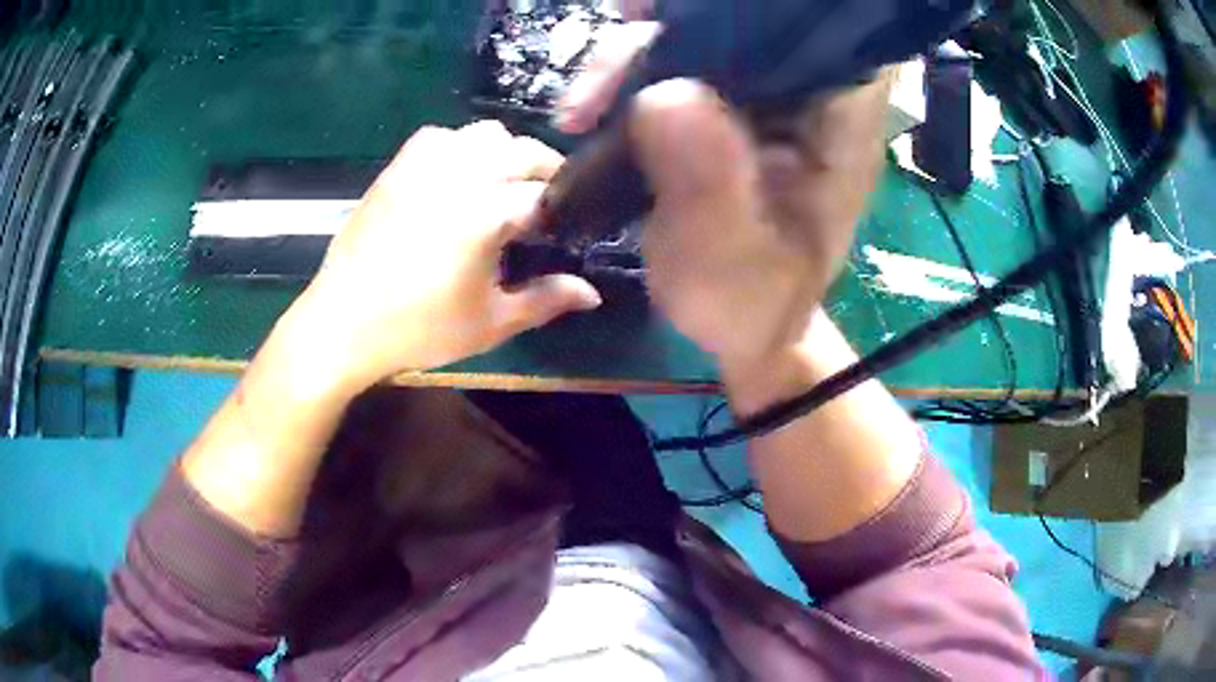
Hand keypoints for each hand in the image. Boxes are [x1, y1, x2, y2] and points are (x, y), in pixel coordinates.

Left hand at [279, 121, 601, 396]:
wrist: (343, 323)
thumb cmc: (419, 329)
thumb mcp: (491, 322)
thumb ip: (546, 301)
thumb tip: (591, 293)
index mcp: (486, 213)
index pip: (548, 196)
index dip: (566, 212)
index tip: (568, 232)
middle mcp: (460, 174)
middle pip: (524, 151)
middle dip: (546, 173)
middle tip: (544, 207)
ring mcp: (425, 164)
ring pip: (485, 133)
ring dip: (506, 153)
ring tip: (503, 186)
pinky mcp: (399, 167)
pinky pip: (441, 136)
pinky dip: (461, 147)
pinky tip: (458, 176)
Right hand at [558, 21, 891, 378]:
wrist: (737, 328)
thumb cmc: (746, 305)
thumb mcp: (727, 260)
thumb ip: (708, 184)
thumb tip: (664, 93)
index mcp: (841, 130)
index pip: (823, 39)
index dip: (768, 11)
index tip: (684, 12)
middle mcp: (811, 102)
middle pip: (754, 27)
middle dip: (681, 24)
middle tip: (619, 32)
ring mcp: (768, 103)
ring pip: (708, 41)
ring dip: (641, 54)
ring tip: (584, 106)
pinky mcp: (730, 111)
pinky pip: (681, 69)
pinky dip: (634, 76)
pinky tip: (593, 107)